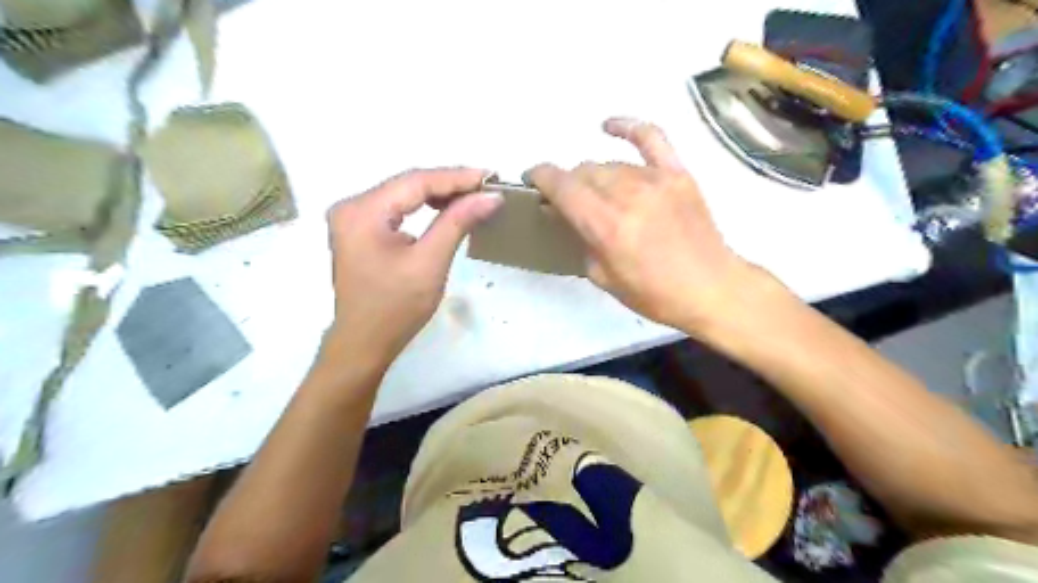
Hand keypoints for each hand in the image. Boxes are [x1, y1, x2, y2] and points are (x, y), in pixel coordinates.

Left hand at [323, 170, 501, 365]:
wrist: (365, 343)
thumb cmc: (396, 308)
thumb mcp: (430, 263)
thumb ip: (458, 223)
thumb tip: (490, 196)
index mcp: (362, 212)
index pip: (415, 181)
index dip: (455, 177)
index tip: (490, 177)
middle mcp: (351, 206)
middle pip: (407, 184)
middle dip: (449, 184)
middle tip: (486, 186)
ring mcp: (352, 218)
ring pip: (403, 194)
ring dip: (438, 194)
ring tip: (473, 196)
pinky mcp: (359, 230)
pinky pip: (397, 208)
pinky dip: (423, 207)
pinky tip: (446, 209)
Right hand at [529, 117, 760, 331]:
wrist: (710, 288)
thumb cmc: (653, 293)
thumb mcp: (602, 277)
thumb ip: (581, 240)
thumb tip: (568, 215)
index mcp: (606, 224)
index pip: (562, 185)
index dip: (540, 177)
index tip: (531, 180)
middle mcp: (627, 194)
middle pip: (584, 172)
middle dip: (568, 184)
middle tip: (568, 202)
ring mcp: (655, 180)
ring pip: (609, 164)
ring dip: (594, 176)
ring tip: (595, 193)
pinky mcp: (677, 173)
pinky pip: (651, 137)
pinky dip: (627, 127)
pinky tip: (608, 126)